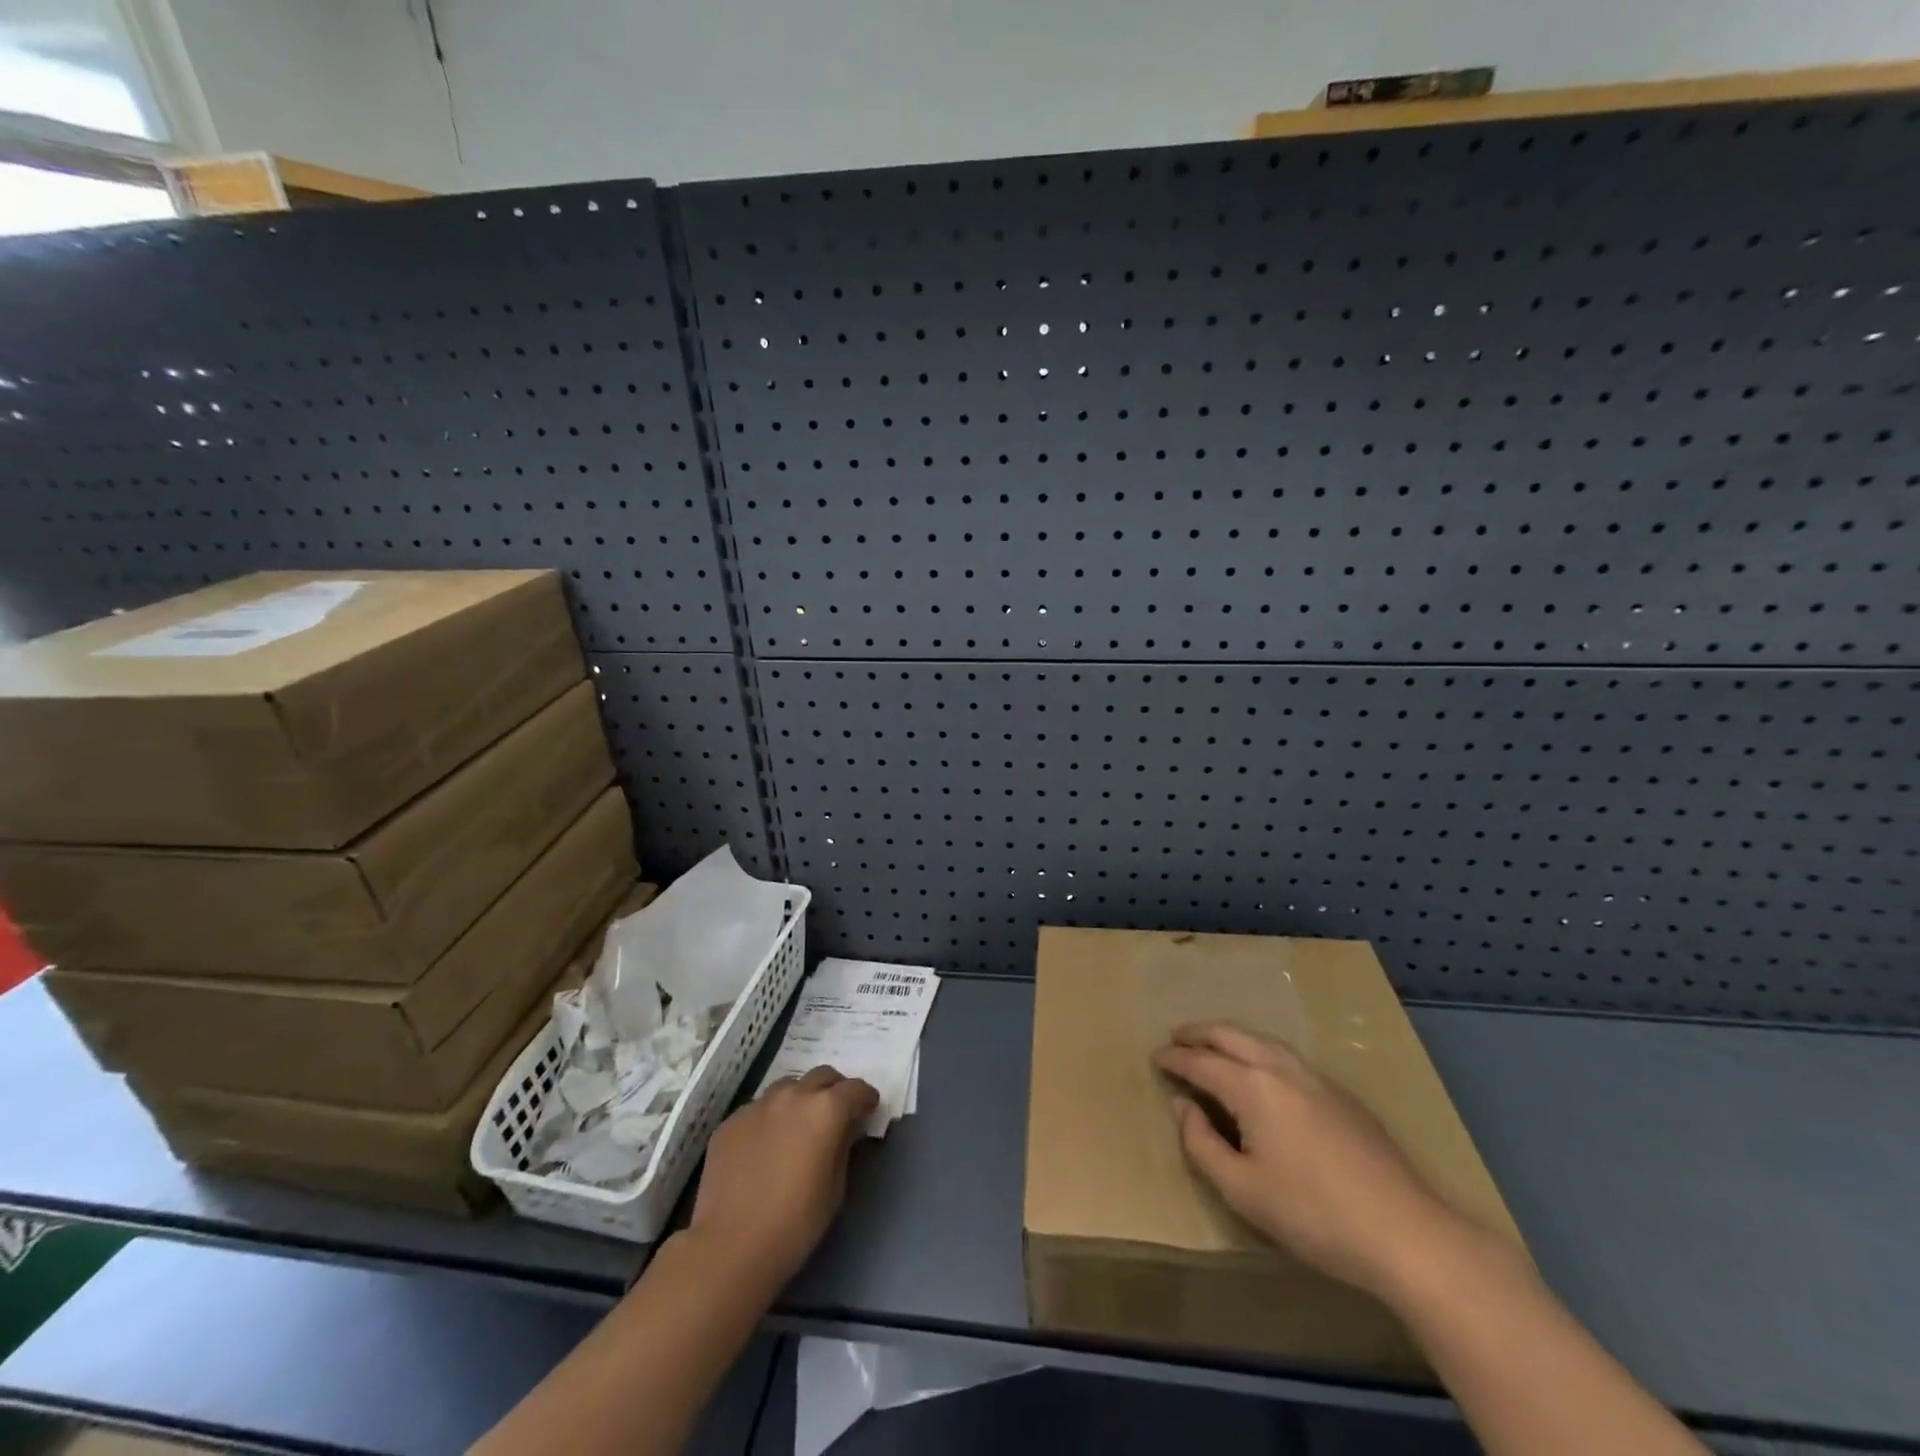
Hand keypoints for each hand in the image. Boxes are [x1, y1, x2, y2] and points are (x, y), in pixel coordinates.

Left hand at [686, 1065, 877, 1288]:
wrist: (730, 1247)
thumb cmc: (795, 1224)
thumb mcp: (835, 1188)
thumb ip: (844, 1146)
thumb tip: (846, 1128)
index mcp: (826, 1109)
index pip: (856, 1089)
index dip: (866, 1099)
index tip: (867, 1112)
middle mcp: (793, 1095)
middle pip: (822, 1076)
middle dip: (834, 1090)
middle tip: (835, 1116)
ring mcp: (757, 1105)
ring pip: (787, 1087)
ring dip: (800, 1100)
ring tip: (797, 1128)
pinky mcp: (730, 1121)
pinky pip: (758, 1109)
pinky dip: (769, 1119)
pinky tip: (764, 1148)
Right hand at [1155, 1021, 1469, 1300]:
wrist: (1406, 1233)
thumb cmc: (1313, 1214)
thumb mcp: (1242, 1190)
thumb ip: (1202, 1144)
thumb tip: (1183, 1107)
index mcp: (1253, 1087)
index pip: (1202, 1062)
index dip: (1175, 1059)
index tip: (1155, 1057)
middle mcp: (1282, 1069)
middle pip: (1232, 1036)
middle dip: (1200, 1033)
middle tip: (1177, 1036)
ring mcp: (1317, 1079)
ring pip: (1264, 1041)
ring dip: (1232, 1037)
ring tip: (1215, 1045)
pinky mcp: (1343, 1097)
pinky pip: (1288, 1057)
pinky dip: (1261, 1051)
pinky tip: (1264, 1071)